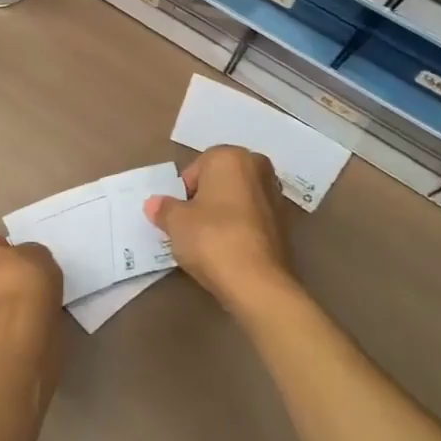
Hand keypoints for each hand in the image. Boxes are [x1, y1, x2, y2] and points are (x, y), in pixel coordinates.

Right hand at [144, 146, 292, 313]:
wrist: (257, 283)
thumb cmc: (211, 238)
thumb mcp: (175, 222)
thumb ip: (164, 208)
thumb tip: (155, 204)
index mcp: (231, 157)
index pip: (196, 169)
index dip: (183, 193)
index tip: (178, 215)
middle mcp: (258, 169)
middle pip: (220, 181)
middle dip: (205, 199)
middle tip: (191, 225)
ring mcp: (276, 197)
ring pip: (237, 200)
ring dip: (223, 214)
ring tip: (209, 242)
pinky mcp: (286, 225)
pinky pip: (252, 220)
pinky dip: (239, 230)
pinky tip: (228, 252)